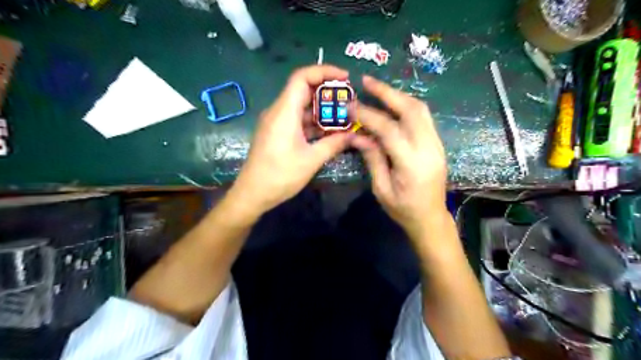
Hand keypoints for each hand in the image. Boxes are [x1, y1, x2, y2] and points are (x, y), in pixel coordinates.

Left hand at [231, 65, 351, 216]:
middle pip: (303, 90)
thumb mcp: (311, 160)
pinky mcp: (276, 133)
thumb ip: (334, 144)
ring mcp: (276, 122)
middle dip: (327, 92)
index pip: (302, 77)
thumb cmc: (280, 175)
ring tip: (343, 116)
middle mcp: (278, 111)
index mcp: (284, 112)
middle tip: (348, 99)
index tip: (345, 78)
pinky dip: (313, 122)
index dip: (324, 71)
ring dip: (321, 110)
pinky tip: (328, 131)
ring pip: (301, 106)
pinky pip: (297, 120)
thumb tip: (354, 135)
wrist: (253, 193)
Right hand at [348, 75, 446, 239]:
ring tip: (378, 90)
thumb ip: (372, 158)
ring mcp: (437, 144)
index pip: (389, 129)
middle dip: (387, 92)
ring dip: (398, 96)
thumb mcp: (381, 188)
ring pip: (420, 109)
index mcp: (412, 164)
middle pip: (411, 110)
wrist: (430, 218)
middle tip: (366, 81)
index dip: (368, 115)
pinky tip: (393, 105)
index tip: (351, 106)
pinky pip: (423, 117)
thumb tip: (358, 135)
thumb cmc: (403, 209)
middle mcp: (429, 148)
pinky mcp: (437, 144)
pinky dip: (407, 106)